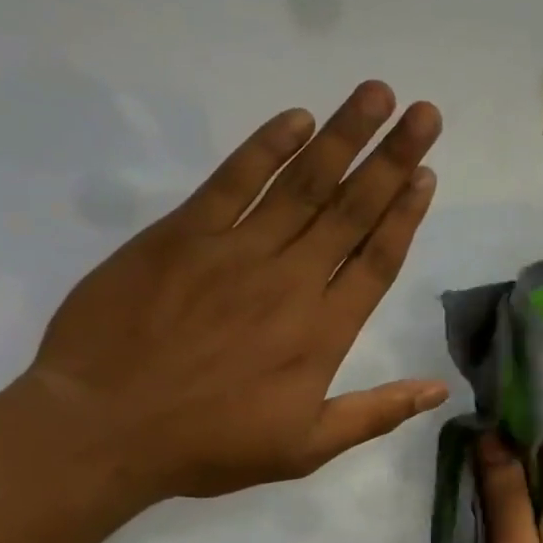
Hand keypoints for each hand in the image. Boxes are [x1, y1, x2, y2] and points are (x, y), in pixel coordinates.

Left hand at [23, 80, 448, 501]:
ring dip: (343, 137)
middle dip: (392, 158)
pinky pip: (232, 180)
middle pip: (351, 210)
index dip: (405, 214)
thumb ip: (376, 413)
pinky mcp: (181, 235)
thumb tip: (438, 391)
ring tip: (376, 94)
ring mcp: (235, 251)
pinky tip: (298, 119)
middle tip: (424, 112)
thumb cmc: (210, 444)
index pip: (376, 260)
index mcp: (323, 332)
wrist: (103, 428)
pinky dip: (265, 147)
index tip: (427, 172)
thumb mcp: (306, 448)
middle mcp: (290, 281)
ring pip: (301, 184)